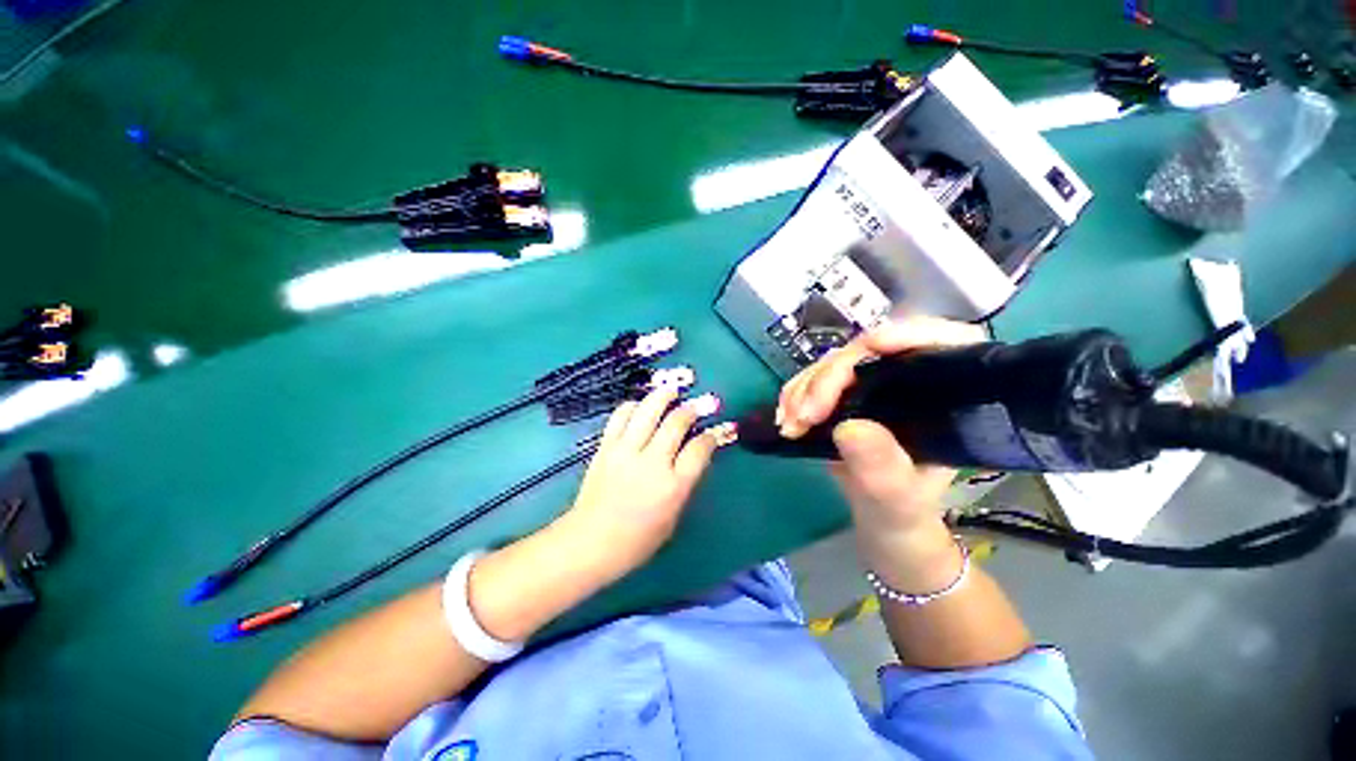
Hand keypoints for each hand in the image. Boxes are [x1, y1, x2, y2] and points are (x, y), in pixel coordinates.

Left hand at [561, 388, 733, 581]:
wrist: (591, 541)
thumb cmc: (637, 540)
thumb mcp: (673, 517)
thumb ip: (685, 484)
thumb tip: (694, 456)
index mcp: (673, 486)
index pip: (699, 449)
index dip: (711, 435)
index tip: (715, 430)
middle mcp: (652, 462)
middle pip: (676, 422)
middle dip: (691, 409)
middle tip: (698, 403)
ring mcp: (626, 451)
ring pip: (648, 411)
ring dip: (663, 396)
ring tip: (672, 390)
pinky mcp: (606, 447)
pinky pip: (620, 417)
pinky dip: (632, 406)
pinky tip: (640, 405)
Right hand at [776, 317, 984, 565]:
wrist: (881, 520)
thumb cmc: (905, 511)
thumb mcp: (899, 497)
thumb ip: (882, 468)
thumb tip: (848, 428)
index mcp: (945, 397)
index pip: (943, 342)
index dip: (910, 333)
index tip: (873, 347)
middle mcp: (909, 381)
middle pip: (870, 351)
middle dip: (831, 376)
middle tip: (804, 414)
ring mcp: (872, 384)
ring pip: (835, 362)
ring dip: (805, 387)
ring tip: (789, 424)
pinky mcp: (843, 393)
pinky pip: (814, 379)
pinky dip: (795, 394)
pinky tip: (786, 418)